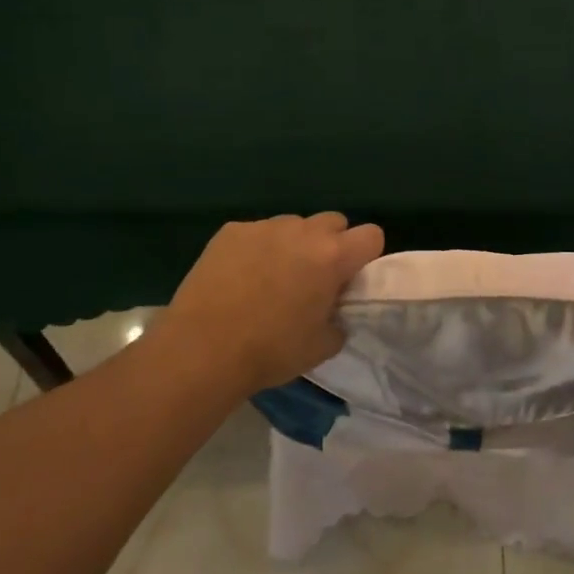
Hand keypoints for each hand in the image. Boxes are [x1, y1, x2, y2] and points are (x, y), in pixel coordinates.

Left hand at [155, 213, 384, 394]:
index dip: (366, 255)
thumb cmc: (270, 351)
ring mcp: (264, 227)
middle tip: (314, 278)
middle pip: (333, 222)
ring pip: (294, 225)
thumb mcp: (322, 347)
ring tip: (272, 278)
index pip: (371, 235)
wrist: (202, 350)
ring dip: (294, 245)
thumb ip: (339, 320)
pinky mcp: (231, 231)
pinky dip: (257, 249)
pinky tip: (240, 278)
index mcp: (332, 257)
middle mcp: (303, 231)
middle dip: (331, 244)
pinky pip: (258, 233)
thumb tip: (333, 310)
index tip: (350, 278)